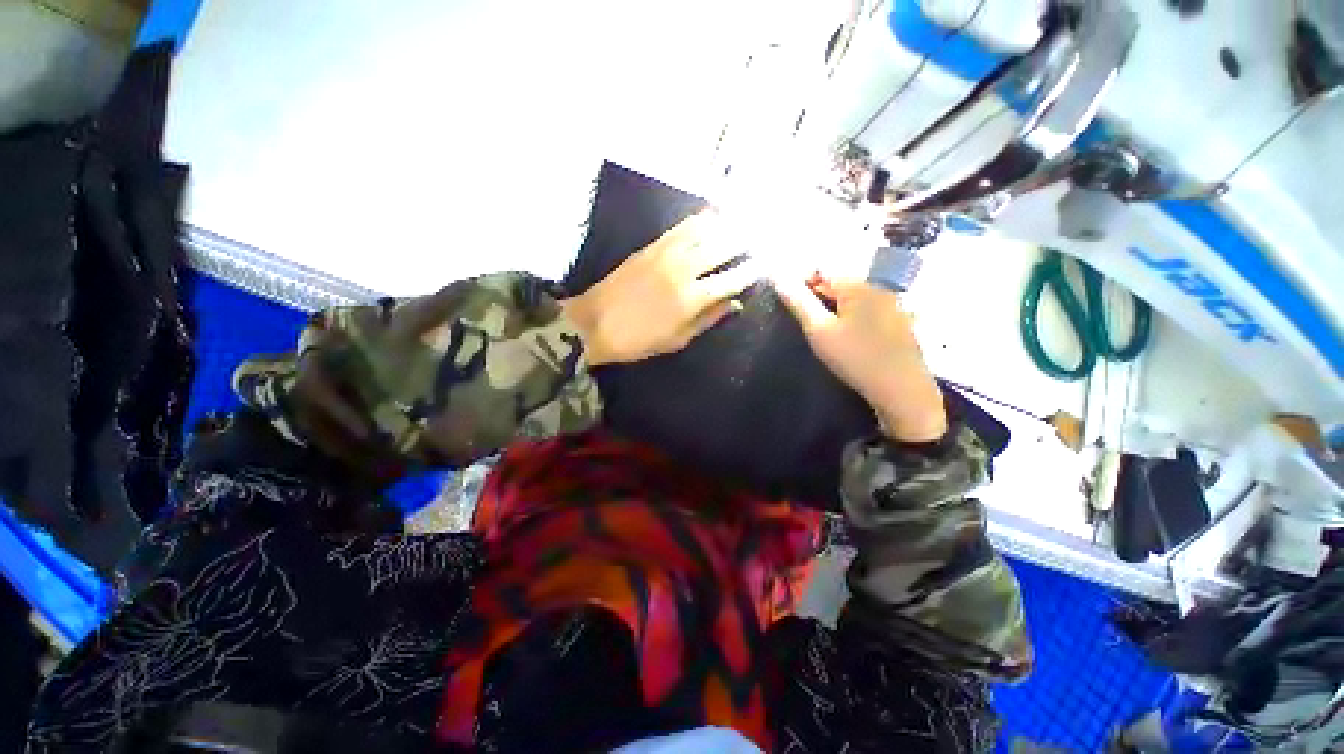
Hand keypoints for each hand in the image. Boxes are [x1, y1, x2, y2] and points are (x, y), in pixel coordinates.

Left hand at [562, 212, 757, 365]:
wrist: (593, 324)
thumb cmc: (638, 340)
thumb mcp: (677, 340)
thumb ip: (708, 320)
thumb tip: (736, 305)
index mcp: (691, 299)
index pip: (730, 279)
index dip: (750, 272)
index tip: (766, 265)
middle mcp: (683, 270)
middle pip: (721, 248)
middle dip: (745, 241)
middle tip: (762, 235)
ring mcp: (665, 254)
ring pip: (703, 231)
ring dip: (726, 224)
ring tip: (744, 219)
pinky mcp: (651, 246)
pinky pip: (680, 227)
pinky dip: (699, 219)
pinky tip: (711, 214)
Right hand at [774, 274, 946, 441]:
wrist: (902, 390)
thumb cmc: (855, 358)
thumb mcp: (818, 331)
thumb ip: (798, 302)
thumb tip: (778, 277)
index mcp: (857, 284)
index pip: (821, 269)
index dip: (800, 283)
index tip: (790, 305)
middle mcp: (877, 286)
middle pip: (838, 282)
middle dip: (817, 296)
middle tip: (806, 323)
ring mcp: (891, 303)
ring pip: (852, 297)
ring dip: (833, 308)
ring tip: (824, 333)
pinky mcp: (898, 320)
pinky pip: (866, 309)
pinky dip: (851, 316)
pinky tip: (847, 338)